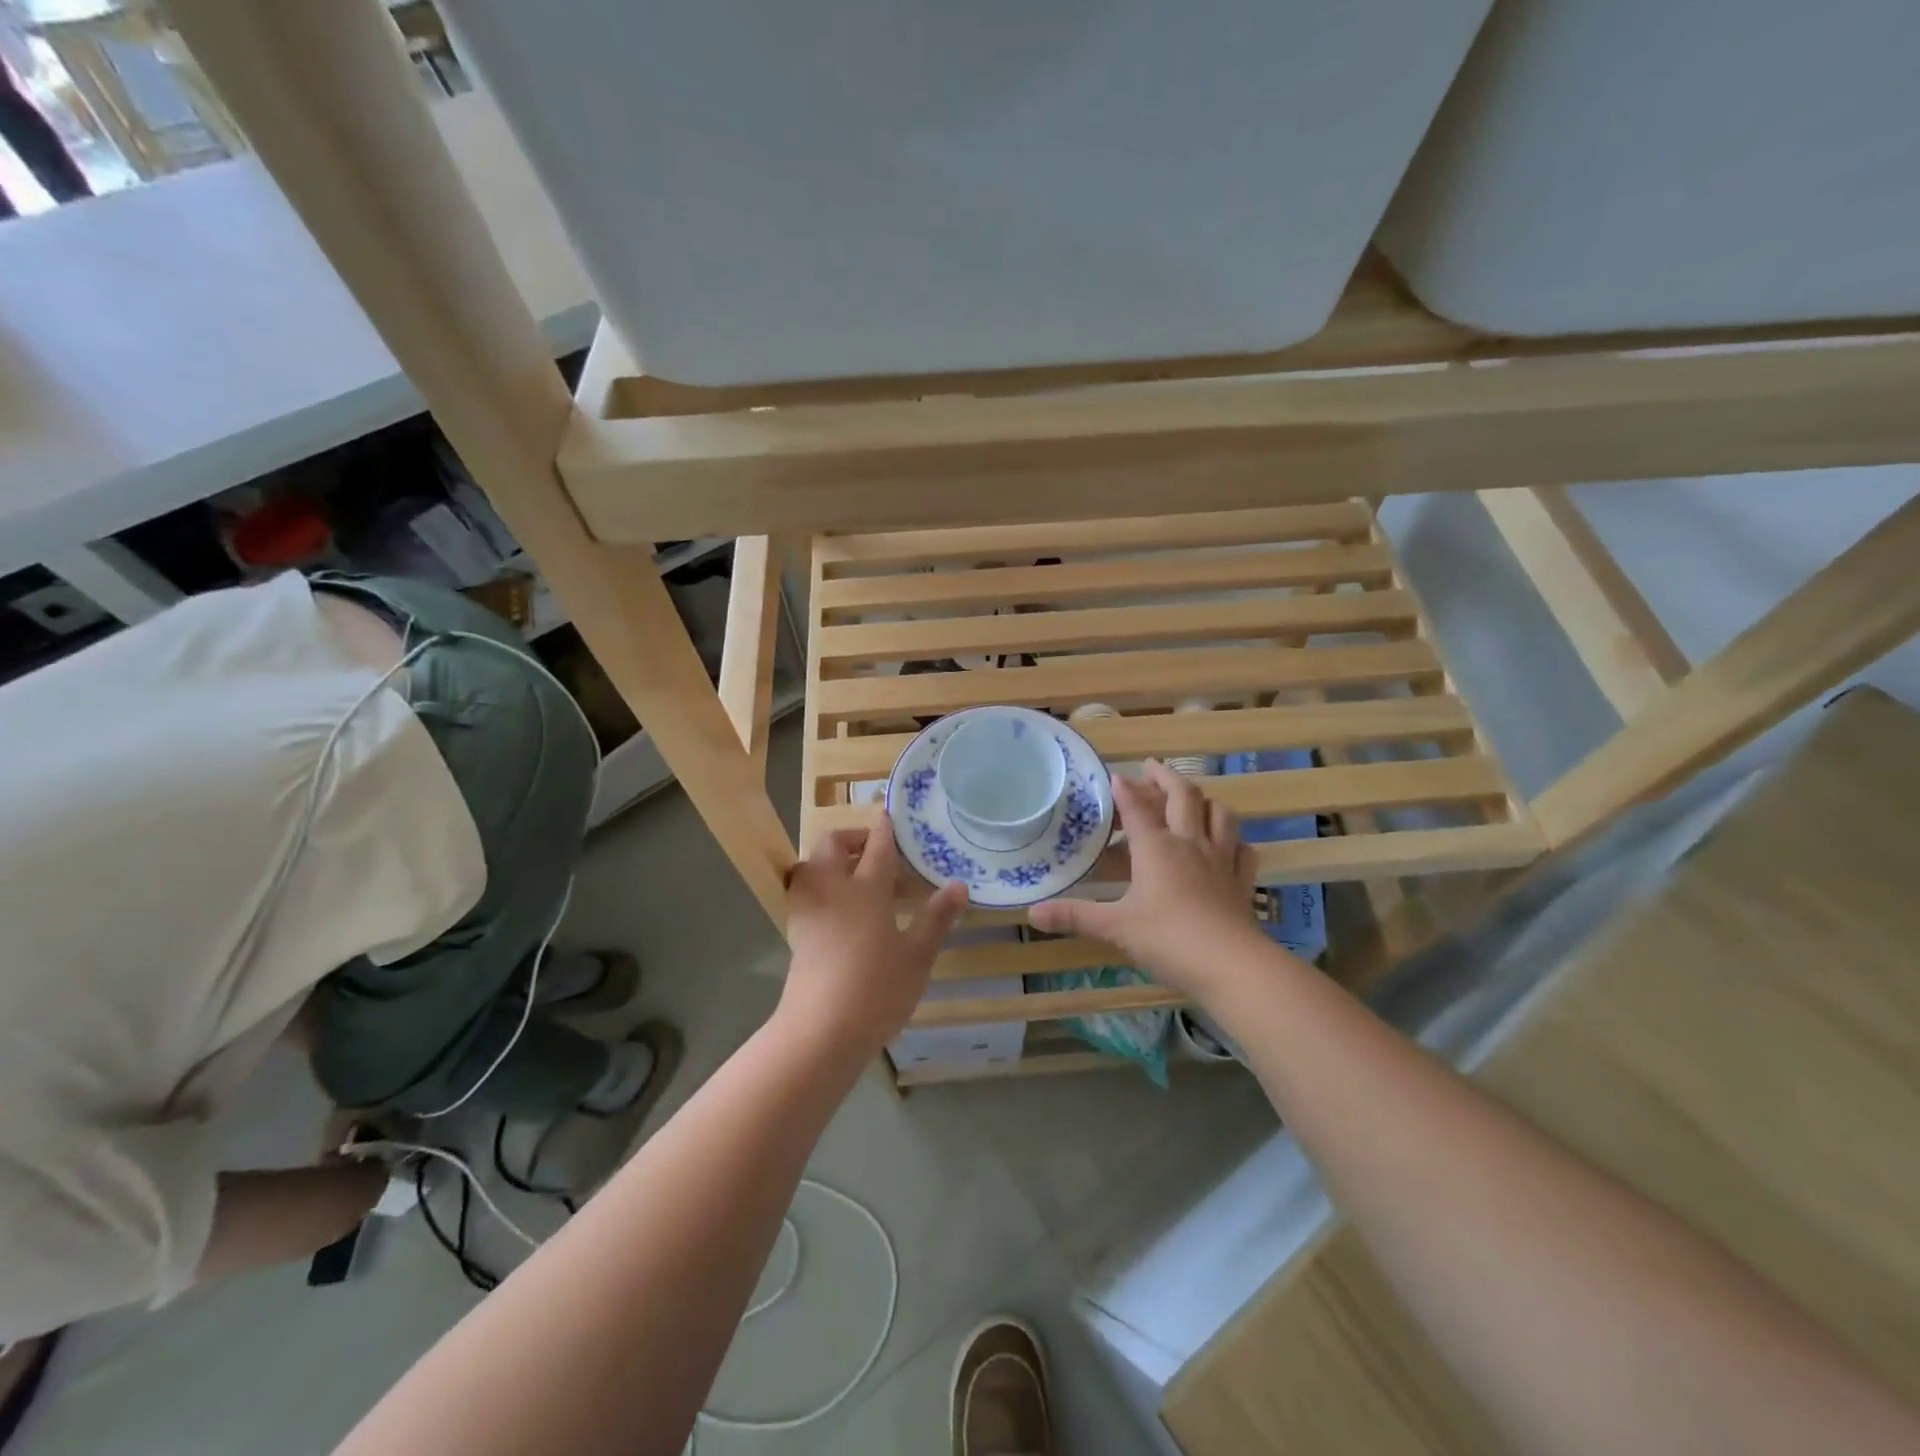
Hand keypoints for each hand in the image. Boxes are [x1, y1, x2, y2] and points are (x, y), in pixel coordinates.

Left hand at [780, 823, 967, 1056]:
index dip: (885, 829)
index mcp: (866, 888)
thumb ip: (936, 918)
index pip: (877, 846)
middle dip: (851, 838)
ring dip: (830, 859)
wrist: (820, 1031)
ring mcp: (808, 910)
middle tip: (874, 850)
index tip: (890, 815)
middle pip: (832, 845)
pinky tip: (836, 907)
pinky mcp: (795, 932)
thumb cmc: (877, 989)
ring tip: (853, 874)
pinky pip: (803, 891)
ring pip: (811, 865)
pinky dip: (818, 884)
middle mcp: (832, 889)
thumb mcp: (917, 956)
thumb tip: (959, 884)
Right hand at [1028, 760, 1269, 1000]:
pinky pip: (1243, 850)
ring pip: (1219, 814)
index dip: (1124, 789)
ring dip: (1204, 800)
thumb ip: (1074, 916)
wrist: (1230, 964)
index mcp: (1155, 847)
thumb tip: (1032, 914)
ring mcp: (1221, 860)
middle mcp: (1190, 843)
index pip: (1137, 807)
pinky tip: (1228, 845)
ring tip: (1192, 799)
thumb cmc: (1167, 938)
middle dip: (1165, 777)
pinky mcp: (1242, 881)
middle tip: (1151, 769)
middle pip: (1183, 796)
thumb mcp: (1115, 927)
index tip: (1114, 776)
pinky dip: (1234, 841)